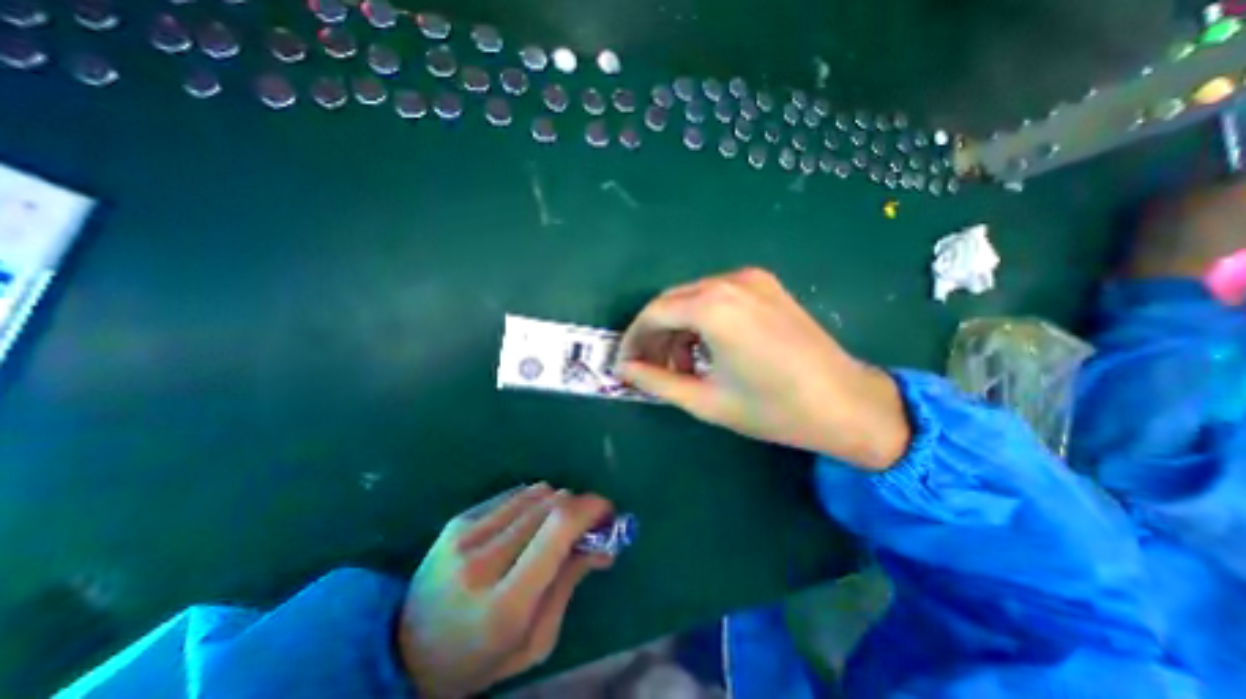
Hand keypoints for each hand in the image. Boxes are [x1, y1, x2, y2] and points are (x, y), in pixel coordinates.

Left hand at [400, 483, 610, 695]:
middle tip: (589, 523)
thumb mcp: (535, 640)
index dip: (589, 510)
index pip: (557, 530)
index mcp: (504, 603)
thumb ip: (570, 583)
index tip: (608, 512)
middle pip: (550, 505)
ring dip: (558, 503)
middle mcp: (482, 560)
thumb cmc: (479, 657)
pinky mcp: (459, 519)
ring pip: (536, 493)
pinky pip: (515, 493)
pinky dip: (534, 502)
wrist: (406, 650)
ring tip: (556, 527)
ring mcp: (465, 534)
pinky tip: (530, 524)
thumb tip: (604, 541)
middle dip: (580, 507)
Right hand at [619, 268, 911, 468]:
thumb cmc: (773, 409)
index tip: (626, 362)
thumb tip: (624, 370)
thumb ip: (657, 381)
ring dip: (677, 327)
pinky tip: (705, 347)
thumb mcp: (705, 400)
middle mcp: (730, 282)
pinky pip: (717, 296)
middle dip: (654, 333)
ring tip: (679, 365)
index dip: (634, 338)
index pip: (654, 313)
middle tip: (649, 367)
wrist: (847, 403)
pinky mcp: (766, 286)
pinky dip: (701, 319)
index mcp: (714, 308)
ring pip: (693, 297)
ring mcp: (751, 280)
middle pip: (671, 301)